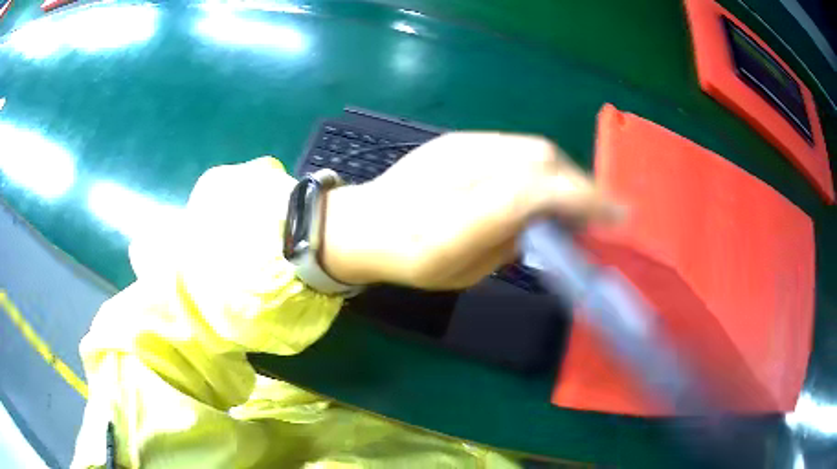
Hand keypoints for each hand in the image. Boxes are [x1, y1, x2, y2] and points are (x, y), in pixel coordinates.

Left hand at [321, 132, 619, 289]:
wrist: (363, 222)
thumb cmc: (408, 260)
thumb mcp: (463, 272)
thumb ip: (509, 243)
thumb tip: (547, 222)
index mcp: (453, 222)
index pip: (531, 193)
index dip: (581, 199)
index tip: (617, 214)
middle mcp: (459, 173)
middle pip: (539, 161)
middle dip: (578, 184)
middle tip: (593, 211)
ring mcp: (458, 147)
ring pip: (530, 149)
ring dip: (561, 173)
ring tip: (569, 199)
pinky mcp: (458, 138)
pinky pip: (514, 146)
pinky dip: (539, 165)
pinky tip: (538, 183)